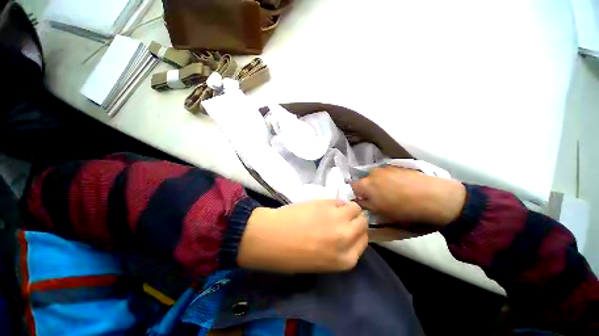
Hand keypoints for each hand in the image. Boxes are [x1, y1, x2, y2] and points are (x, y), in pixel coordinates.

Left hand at [238, 200, 367, 272]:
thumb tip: (347, 233)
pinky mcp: (327, 203)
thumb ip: (340, 249)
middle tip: (342, 218)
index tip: (349, 229)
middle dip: (355, 220)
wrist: (272, 237)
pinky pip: (340, 200)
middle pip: (362, 222)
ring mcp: (338, 218)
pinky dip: (337, 203)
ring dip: (348, 209)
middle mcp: (347, 237)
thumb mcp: (323, 262)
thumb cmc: (292, 255)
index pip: (364, 240)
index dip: (357, 233)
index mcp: (346, 259)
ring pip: (355, 207)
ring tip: (335, 211)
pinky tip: (326, 206)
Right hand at [351, 167, 465, 232]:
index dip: (356, 195)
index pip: (352, 187)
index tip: (363, 201)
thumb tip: (358, 201)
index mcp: (365, 184)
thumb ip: (364, 205)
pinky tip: (400, 187)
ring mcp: (385, 168)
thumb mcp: (379, 212)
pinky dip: (389, 180)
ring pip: (376, 177)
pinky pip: (387, 174)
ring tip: (391, 192)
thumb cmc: (402, 208)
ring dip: (378, 184)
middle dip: (367, 189)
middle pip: (364, 181)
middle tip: (377, 199)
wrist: (433, 196)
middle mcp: (372, 172)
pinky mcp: (397, 166)